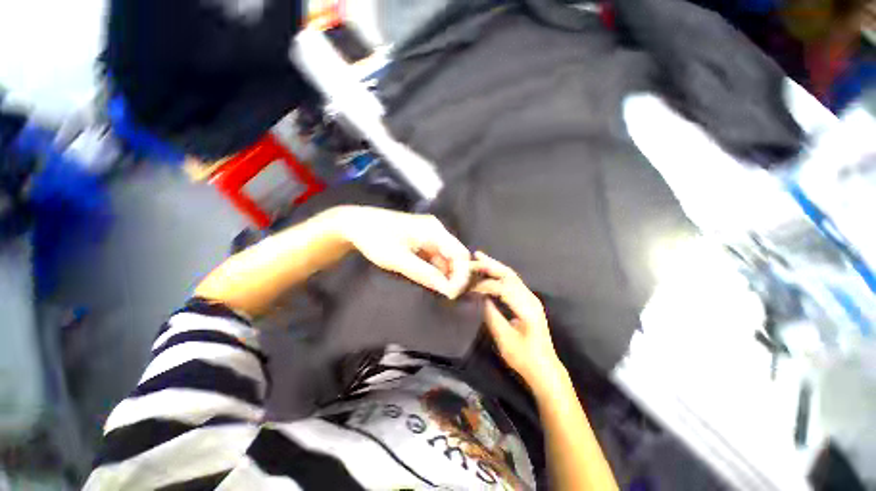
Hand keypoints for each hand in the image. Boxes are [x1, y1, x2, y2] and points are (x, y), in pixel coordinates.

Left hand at [334, 206, 471, 297]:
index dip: (462, 275)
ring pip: (446, 259)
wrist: (356, 225)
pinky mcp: (422, 242)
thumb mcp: (398, 259)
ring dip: (444, 276)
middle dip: (454, 276)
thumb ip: (425, 274)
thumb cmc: (376, 239)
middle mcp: (436, 231)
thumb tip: (448, 290)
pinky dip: (435, 272)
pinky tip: (429, 282)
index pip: (460, 254)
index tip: (453, 294)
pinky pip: (435, 259)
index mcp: (434, 230)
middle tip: (447, 296)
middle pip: (455, 257)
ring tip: (438, 292)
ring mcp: (430, 236)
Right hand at [471, 252, 564, 389]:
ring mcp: (531, 298)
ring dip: (495, 266)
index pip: (503, 288)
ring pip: (511, 276)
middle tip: (473, 257)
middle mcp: (531, 299)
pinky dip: (500, 275)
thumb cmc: (524, 358)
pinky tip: (490, 272)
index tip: (469, 287)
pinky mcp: (528, 301)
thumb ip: (491, 315)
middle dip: (490, 265)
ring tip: (479, 258)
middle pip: (509, 275)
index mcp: (527, 308)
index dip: (484, 285)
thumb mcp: (504, 339)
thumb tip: (480, 297)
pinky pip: (513, 282)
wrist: (545, 369)